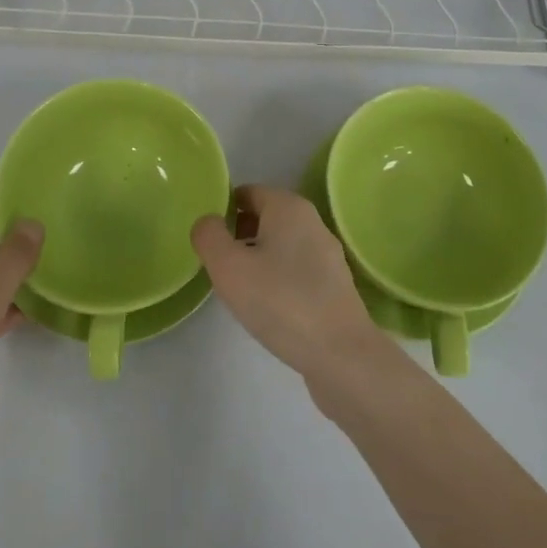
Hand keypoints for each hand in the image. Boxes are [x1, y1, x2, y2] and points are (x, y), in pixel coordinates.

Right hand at [191, 185, 387, 385]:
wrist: (340, 354)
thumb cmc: (280, 302)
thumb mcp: (228, 267)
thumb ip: (209, 237)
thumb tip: (207, 222)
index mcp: (288, 206)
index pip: (247, 193)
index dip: (222, 210)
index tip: (206, 239)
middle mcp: (312, 221)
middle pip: (264, 217)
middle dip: (238, 234)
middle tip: (216, 264)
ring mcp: (327, 253)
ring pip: (280, 244)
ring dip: (256, 258)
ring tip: (237, 288)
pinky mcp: (334, 284)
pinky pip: (295, 269)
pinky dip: (277, 278)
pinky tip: (266, 306)